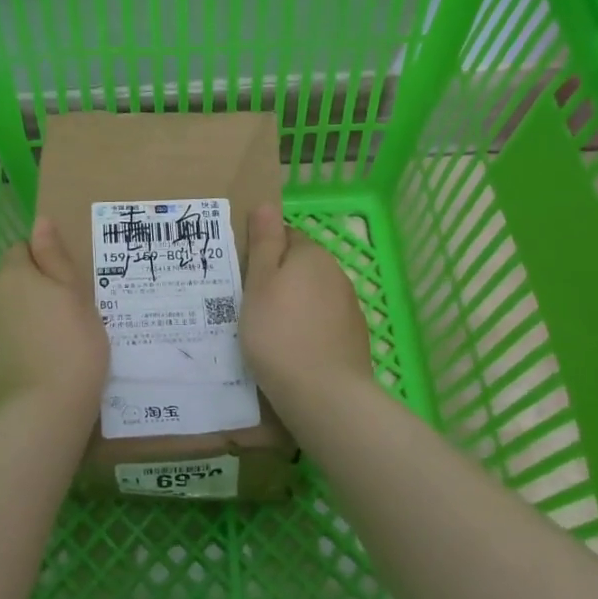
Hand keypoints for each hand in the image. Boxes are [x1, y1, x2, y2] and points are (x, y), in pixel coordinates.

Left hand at [0, 217, 108, 422]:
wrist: (40, 416)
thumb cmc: (73, 350)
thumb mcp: (77, 299)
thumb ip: (55, 259)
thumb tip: (40, 221)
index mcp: (15, 277)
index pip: (21, 251)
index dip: (42, 265)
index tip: (63, 289)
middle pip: (6, 287)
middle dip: (26, 297)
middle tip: (59, 325)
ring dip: (12, 327)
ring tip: (41, 357)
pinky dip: (0, 357)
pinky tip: (21, 378)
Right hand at [241, 204, 373, 407]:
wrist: (324, 394)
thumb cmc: (279, 333)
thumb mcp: (259, 284)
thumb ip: (265, 243)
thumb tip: (266, 204)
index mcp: (311, 255)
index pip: (285, 237)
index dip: (263, 253)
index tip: (244, 277)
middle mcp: (336, 274)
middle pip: (301, 266)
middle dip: (279, 280)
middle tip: (249, 305)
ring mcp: (349, 307)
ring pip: (313, 295)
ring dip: (294, 305)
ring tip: (268, 331)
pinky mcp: (354, 337)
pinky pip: (323, 322)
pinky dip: (308, 329)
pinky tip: (292, 351)